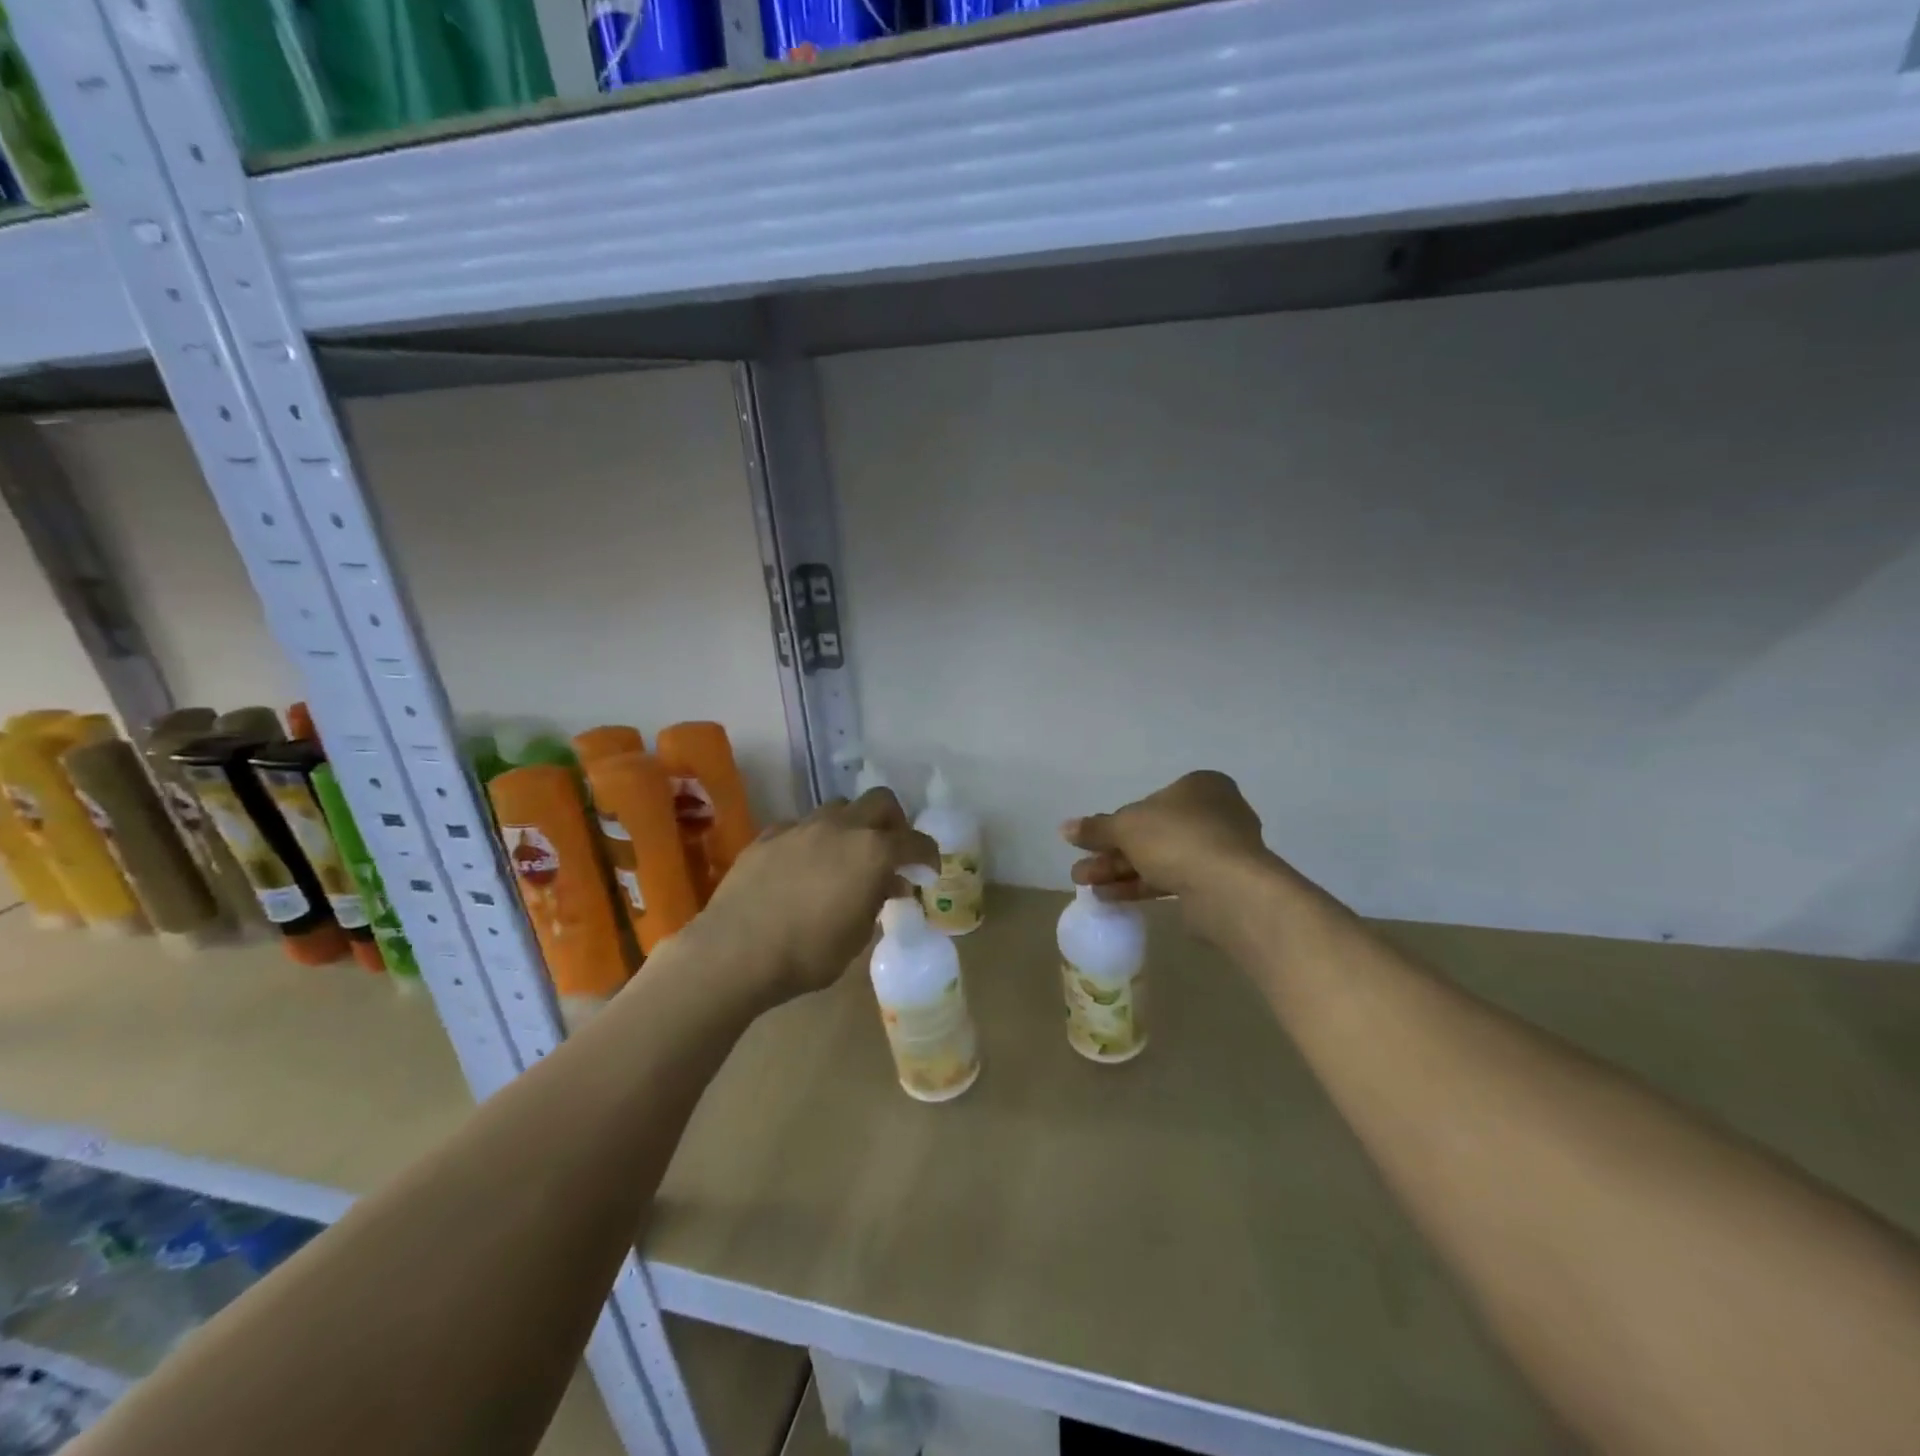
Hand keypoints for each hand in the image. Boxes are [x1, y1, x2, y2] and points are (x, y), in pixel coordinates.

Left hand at [697, 788, 939, 1004]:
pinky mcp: (768, 835)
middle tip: (891, 850)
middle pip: (880, 801)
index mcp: (872, 852)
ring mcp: (802, 826)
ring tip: (845, 856)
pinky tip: (803, 866)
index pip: (915, 842)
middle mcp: (841, 827)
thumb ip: (877, 901)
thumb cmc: (808, 953)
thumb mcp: (857, 936)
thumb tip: (888, 883)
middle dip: (894, 821)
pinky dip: (812, 840)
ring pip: (839, 807)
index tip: (927, 872)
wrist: (734, 952)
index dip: (928, 855)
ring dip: (852, 825)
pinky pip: (801, 826)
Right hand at [1062, 770, 1269, 904]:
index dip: (1116, 822)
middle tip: (1081, 870)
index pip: (1149, 801)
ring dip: (1119, 871)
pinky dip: (1139, 886)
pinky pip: (1171, 880)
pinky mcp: (1216, 884)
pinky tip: (1108, 897)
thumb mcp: (1126, 826)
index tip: (1091, 841)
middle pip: (1151, 833)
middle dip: (1111, 853)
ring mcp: (1217, 851)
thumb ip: (1096, 828)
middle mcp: (1213, 814)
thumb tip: (1065, 828)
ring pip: (1158, 858)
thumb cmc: (1176, 838)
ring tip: (1085, 886)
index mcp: (1199, 787)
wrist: (1226, 889)